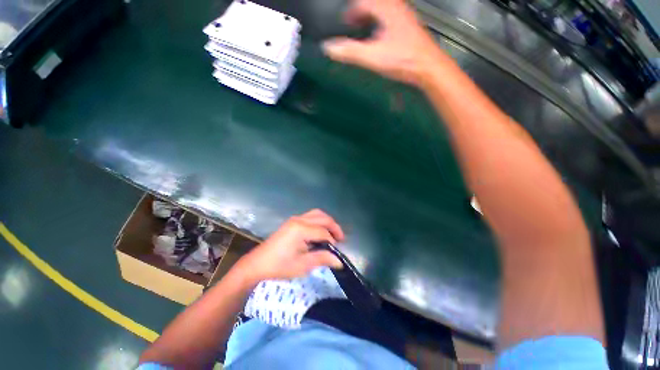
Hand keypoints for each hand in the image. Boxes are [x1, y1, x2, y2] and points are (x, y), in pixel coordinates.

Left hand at [234, 209, 344, 283]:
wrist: (257, 264)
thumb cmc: (279, 266)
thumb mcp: (302, 265)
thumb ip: (322, 259)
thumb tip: (339, 261)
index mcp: (301, 229)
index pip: (323, 232)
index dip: (332, 241)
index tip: (337, 252)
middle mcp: (299, 220)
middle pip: (323, 218)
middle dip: (334, 227)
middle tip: (340, 239)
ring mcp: (295, 219)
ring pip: (317, 214)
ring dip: (327, 222)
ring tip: (332, 234)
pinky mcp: (292, 222)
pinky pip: (310, 216)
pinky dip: (319, 221)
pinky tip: (320, 232)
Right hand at [322, 0, 446, 85]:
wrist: (428, 67)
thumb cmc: (403, 59)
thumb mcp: (372, 56)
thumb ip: (350, 51)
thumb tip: (328, 47)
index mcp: (386, 8)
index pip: (363, 1)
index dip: (351, 11)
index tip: (344, 21)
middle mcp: (397, 8)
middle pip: (374, 3)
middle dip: (361, 12)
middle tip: (352, 24)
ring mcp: (405, 17)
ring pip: (384, 10)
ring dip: (371, 17)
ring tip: (363, 30)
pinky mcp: (410, 28)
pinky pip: (391, 19)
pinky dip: (381, 24)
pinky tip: (379, 39)